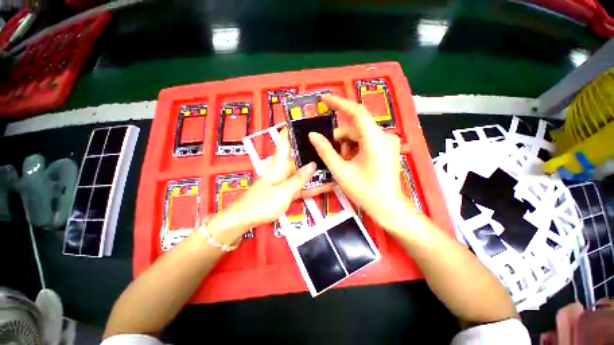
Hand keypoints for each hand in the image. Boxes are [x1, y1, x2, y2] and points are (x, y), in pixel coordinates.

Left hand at [209, 129, 331, 241]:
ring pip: (303, 170)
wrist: (246, 219)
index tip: (308, 121)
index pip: (285, 139)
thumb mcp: (283, 191)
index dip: (294, 128)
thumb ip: (299, 178)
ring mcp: (286, 179)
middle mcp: (283, 168)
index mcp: (279, 162)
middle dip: (312, 149)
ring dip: (315, 168)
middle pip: (299, 154)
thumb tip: (313, 164)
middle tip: (331, 144)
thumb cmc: (262, 203)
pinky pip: (302, 184)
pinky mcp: (288, 189)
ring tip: (333, 162)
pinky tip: (326, 184)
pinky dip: (312, 184)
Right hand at [309, 95, 416, 230]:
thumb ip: (325, 151)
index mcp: (375, 140)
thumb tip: (313, 135)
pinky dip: (354, 147)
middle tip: (328, 151)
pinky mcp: (386, 148)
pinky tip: (350, 161)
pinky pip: (366, 141)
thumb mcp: (341, 171)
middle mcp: (384, 136)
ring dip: (346, 144)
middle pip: (355, 127)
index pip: (356, 112)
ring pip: (359, 135)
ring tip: (341, 161)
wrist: (388, 208)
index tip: (324, 99)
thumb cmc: (365, 191)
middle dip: (339, 137)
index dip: (339, 103)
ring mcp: (387, 142)